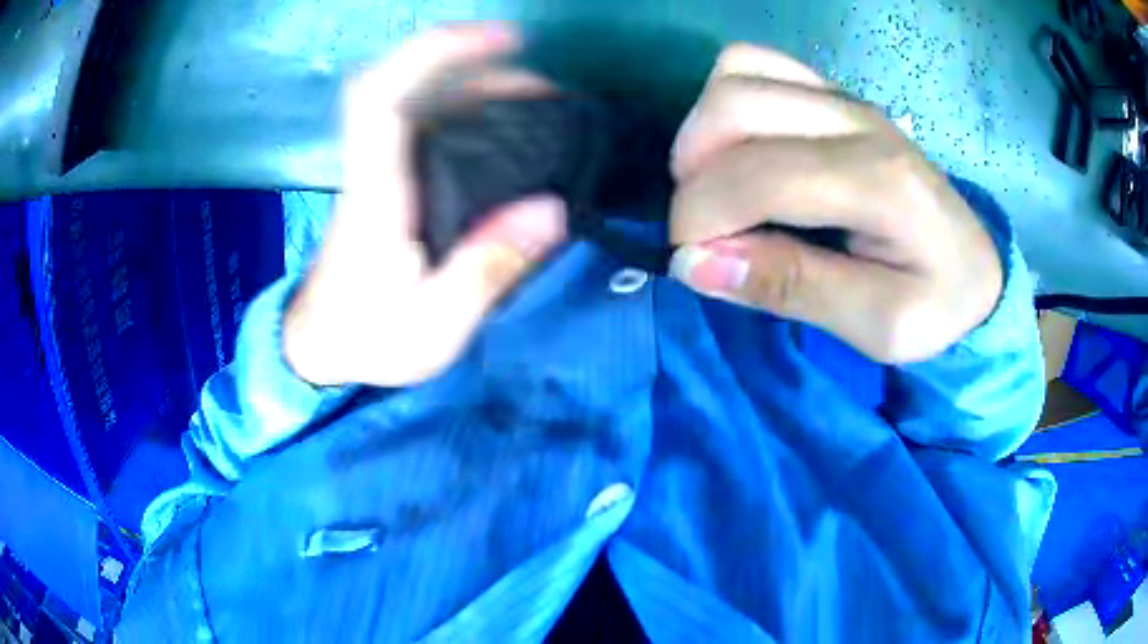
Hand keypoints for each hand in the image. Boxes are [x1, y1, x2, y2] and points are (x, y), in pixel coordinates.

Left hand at [284, 24, 566, 386]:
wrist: (320, 348)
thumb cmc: (367, 340)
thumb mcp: (433, 324)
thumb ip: (488, 267)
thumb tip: (553, 210)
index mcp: (375, 196)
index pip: (384, 97)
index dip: (435, 52)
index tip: (501, 39)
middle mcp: (375, 169)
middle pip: (412, 89)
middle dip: (480, 69)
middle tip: (547, 88)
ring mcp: (382, 173)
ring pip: (424, 106)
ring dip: (482, 91)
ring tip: (541, 107)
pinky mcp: (393, 185)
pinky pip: (431, 131)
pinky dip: (474, 118)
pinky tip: (510, 137)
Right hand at [668, 45, 1002, 363]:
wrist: (976, 269)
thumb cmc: (936, 306)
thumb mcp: (879, 327)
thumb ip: (793, 289)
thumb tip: (693, 264)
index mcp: (880, 183)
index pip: (760, 174)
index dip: (701, 218)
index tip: (690, 263)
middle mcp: (858, 121)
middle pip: (735, 105)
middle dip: (692, 172)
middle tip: (703, 226)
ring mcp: (845, 99)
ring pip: (736, 74)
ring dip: (703, 131)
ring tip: (715, 185)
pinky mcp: (835, 95)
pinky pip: (756, 65)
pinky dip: (726, 101)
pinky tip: (743, 149)